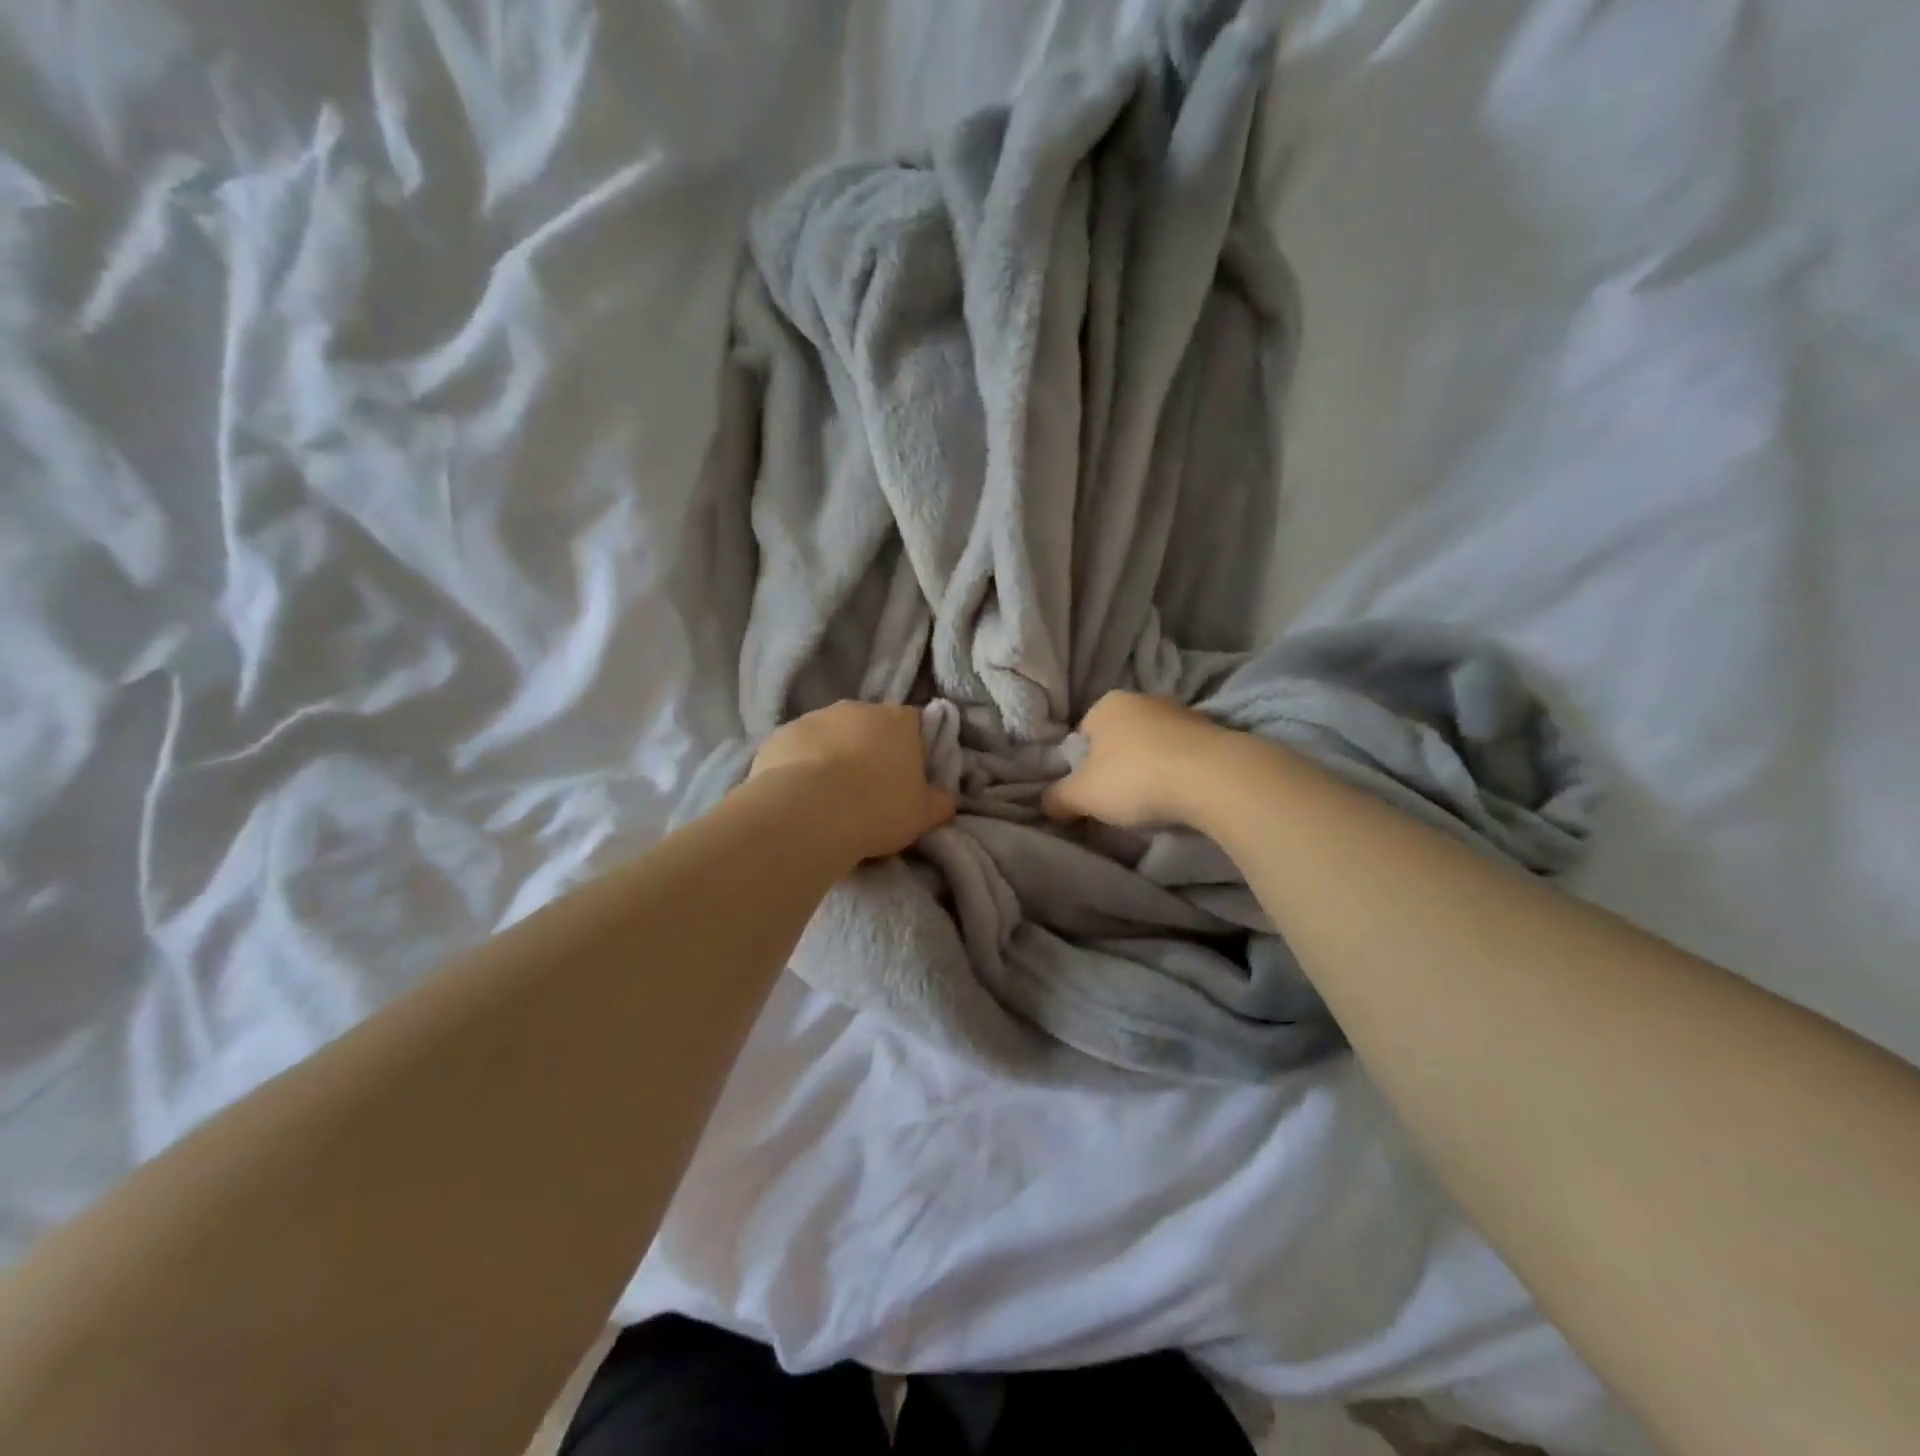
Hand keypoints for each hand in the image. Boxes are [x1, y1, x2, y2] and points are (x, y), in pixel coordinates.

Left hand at [750, 702, 955, 861]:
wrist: (809, 812)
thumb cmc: (878, 809)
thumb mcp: (923, 815)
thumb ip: (940, 802)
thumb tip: (947, 798)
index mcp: (899, 720)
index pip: (915, 723)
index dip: (914, 748)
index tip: (909, 776)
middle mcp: (857, 708)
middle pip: (870, 726)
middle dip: (870, 749)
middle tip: (869, 789)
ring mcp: (814, 717)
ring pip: (830, 735)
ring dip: (833, 756)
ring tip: (831, 797)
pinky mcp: (779, 735)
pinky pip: (797, 749)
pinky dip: (800, 766)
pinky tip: (801, 796)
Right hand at [1042, 691, 1227, 830]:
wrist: (1213, 778)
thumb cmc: (1135, 778)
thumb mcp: (1082, 795)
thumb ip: (1057, 798)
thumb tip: (1046, 803)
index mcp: (1107, 704)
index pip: (1082, 734)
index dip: (1081, 766)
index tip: (1090, 793)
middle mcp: (1144, 699)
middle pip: (1119, 738)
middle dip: (1117, 766)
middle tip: (1118, 801)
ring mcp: (1182, 713)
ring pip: (1153, 745)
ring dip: (1151, 769)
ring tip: (1153, 803)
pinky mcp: (1214, 732)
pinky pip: (1183, 755)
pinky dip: (1179, 772)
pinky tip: (1181, 796)